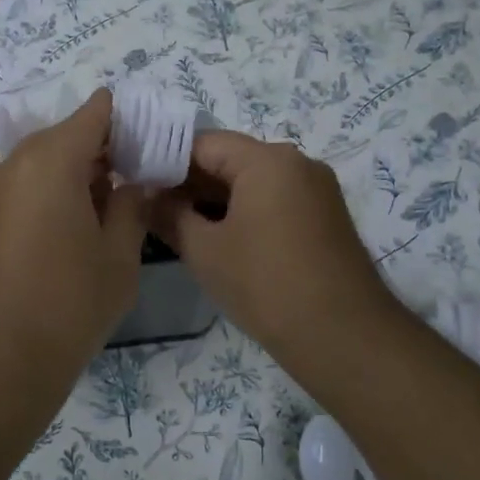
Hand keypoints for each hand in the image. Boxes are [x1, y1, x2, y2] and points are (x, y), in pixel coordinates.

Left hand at [0, 89, 148, 383]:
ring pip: (40, 163)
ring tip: (108, 203)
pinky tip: (72, 226)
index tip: (150, 138)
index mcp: (51, 161)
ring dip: (74, 172)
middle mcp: (13, 165)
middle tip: (136, 176)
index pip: (93, 114)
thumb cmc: (69, 304)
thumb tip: (133, 184)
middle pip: (64, 136)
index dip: (124, 119)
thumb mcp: (118, 256)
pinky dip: (48, 192)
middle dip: (101, 148)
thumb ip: (130, 207)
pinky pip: (22, 188)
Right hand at [151, 132, 401, 367]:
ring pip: (252, 182)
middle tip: (152, 209)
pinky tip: (217, 239)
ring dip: (215, 200)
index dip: (165, 161)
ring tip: (178, 227)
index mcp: (268, 160)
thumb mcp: (204, 250)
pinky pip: (274, 201)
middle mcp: (297, 163)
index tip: (137, 184)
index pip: (203, 143)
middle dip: (189, 183)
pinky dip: (243, 213)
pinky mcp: (325, 217)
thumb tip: (145, 197)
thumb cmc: (264, 284)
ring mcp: (316, 190)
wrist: (342, 336)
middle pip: (230, 159)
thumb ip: (169, 215)